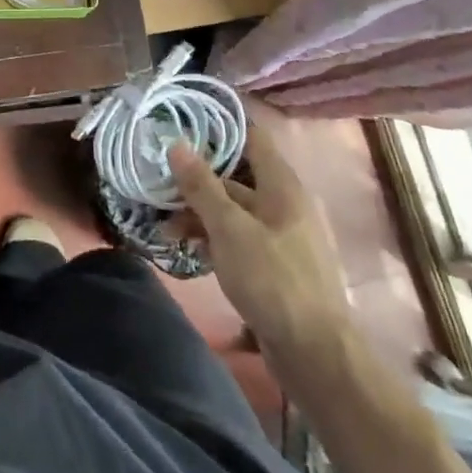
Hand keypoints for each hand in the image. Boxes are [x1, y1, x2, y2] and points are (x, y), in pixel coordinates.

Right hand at [167, 100, 351, 377]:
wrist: (314, 353)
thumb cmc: (272, 280)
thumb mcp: (229, 229)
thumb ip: (202, 186)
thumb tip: (176, 143)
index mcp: (281, 185)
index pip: (250, 136)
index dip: (219, 124)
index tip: (181, 120)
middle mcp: (282, 202)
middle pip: (235, 173)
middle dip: (196, 173)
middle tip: (156, 173)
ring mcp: (278, 233)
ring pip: (232, 207)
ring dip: (198, 209)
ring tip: (161, 219)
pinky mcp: (271, 262)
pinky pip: (236, 235)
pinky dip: (210, 234)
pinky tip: (183, 244)